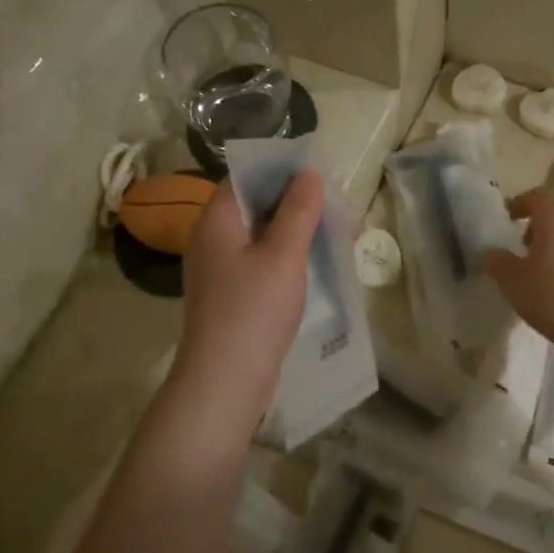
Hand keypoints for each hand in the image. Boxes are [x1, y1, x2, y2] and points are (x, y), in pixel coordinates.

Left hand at [172, 170, 324, 425]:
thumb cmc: (254, 310)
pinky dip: (290, 260)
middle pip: (257, 207)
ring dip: (299, 234)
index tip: (320, 176)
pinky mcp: (233, 296)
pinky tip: (319, 268)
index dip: (282, 171)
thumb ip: (298, 211)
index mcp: (217, 220)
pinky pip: (264, 264)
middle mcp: (213, 239)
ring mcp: (222, 270)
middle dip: (299, 205)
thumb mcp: (284, 255)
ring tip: (340, 239)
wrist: (226, 380)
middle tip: (339, 212)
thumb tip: (308, 173)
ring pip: (264, 238)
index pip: (246, 177)